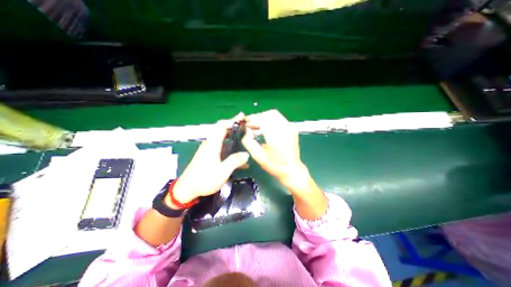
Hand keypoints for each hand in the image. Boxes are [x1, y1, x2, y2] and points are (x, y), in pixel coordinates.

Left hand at [171, 113, 250, 204]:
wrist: (187, 189)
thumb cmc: (204, 179)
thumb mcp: (222, 171)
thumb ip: (235, 161)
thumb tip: (246, 154)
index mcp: (212, 144)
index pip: (222, 126)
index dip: (232, 120)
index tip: (242, 117)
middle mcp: (210, 143)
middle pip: (222, 129)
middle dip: (234, 125)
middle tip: (246, 125)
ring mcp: (209, 148)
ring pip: (222, 136)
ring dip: (232, 133)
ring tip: (244, 134)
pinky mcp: (209, 154)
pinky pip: (221, 144)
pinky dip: (229, 143)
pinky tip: (236, 150)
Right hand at [242, 109, 326, 219]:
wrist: (292, 170)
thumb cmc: (274, 166)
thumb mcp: (258, 156)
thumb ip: (248, 141)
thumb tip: (246, 130)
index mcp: (276, 137)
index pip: (262, 119)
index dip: (252, 119)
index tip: (245, 122)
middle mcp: (285, 129)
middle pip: (268, 114)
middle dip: (257, 117)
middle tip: (250, 124)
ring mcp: (290, 128)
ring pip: (274, 114)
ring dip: (264, 117)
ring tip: (256, 125)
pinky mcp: (292, 129)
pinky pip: (279, 118)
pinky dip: (270, 119)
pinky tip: (265, 127)